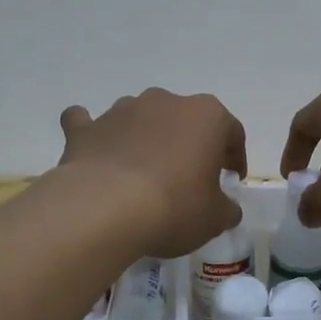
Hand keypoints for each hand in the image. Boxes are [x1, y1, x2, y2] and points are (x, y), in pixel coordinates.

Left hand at [58, 90, 247, 257]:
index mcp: (207, 116)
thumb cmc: (174, 207)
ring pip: (141, 119)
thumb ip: (227, 209)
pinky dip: (96, 135)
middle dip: (189, 145)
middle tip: (189, 178)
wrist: (104, 210)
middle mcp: (166, 102)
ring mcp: (122, 110)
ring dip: (146, 139)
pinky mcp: (85, 128)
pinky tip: (96, 153)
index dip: (235, 157)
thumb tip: (226, 209)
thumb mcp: (215, 218)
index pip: (232, 131)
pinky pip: (90, 124)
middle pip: (185, 121)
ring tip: (144, 175)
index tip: (230, 179)